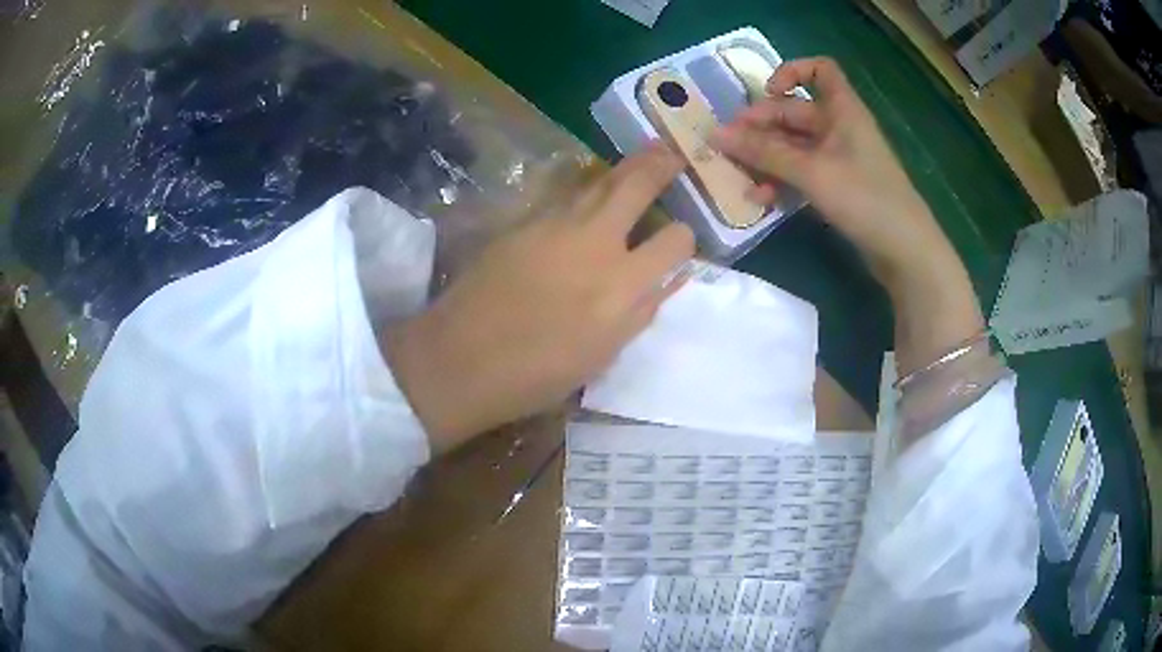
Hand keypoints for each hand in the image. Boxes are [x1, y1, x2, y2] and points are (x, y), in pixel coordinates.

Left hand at [383, 144, 694, 452]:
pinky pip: (564, 197)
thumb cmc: (536, 374)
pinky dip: (586, 190)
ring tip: (644, 154)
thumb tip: (668, 279)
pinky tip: (591, 191)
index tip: (679, 242)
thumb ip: (640, 312)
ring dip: (625, 168)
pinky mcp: (523, 222)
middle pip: (637, 186)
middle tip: (674, 152)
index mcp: (622, 286)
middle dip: (662, 165)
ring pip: (598, 182)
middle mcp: (595, 243)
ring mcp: (554, 225)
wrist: (460, 358)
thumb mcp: (602, 356)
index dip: (684, 237)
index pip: (675, 240)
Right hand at [712, 57, 982, 374]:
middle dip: (762, 126)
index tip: (767, 93)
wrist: (905, 251)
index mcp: (843, 110)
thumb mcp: (812, 172)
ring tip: (741, 177)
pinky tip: (763, 200)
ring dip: (766, 158)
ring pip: (794, 146)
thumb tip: (716, 134)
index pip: (820, 69)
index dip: (791, 71)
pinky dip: (782, 180)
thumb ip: (764, 152)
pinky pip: (802, 173)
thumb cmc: (865, 198)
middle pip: (795, 112)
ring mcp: (839, 159)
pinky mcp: (838, 187)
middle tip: (729, 146)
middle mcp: (840, 128)